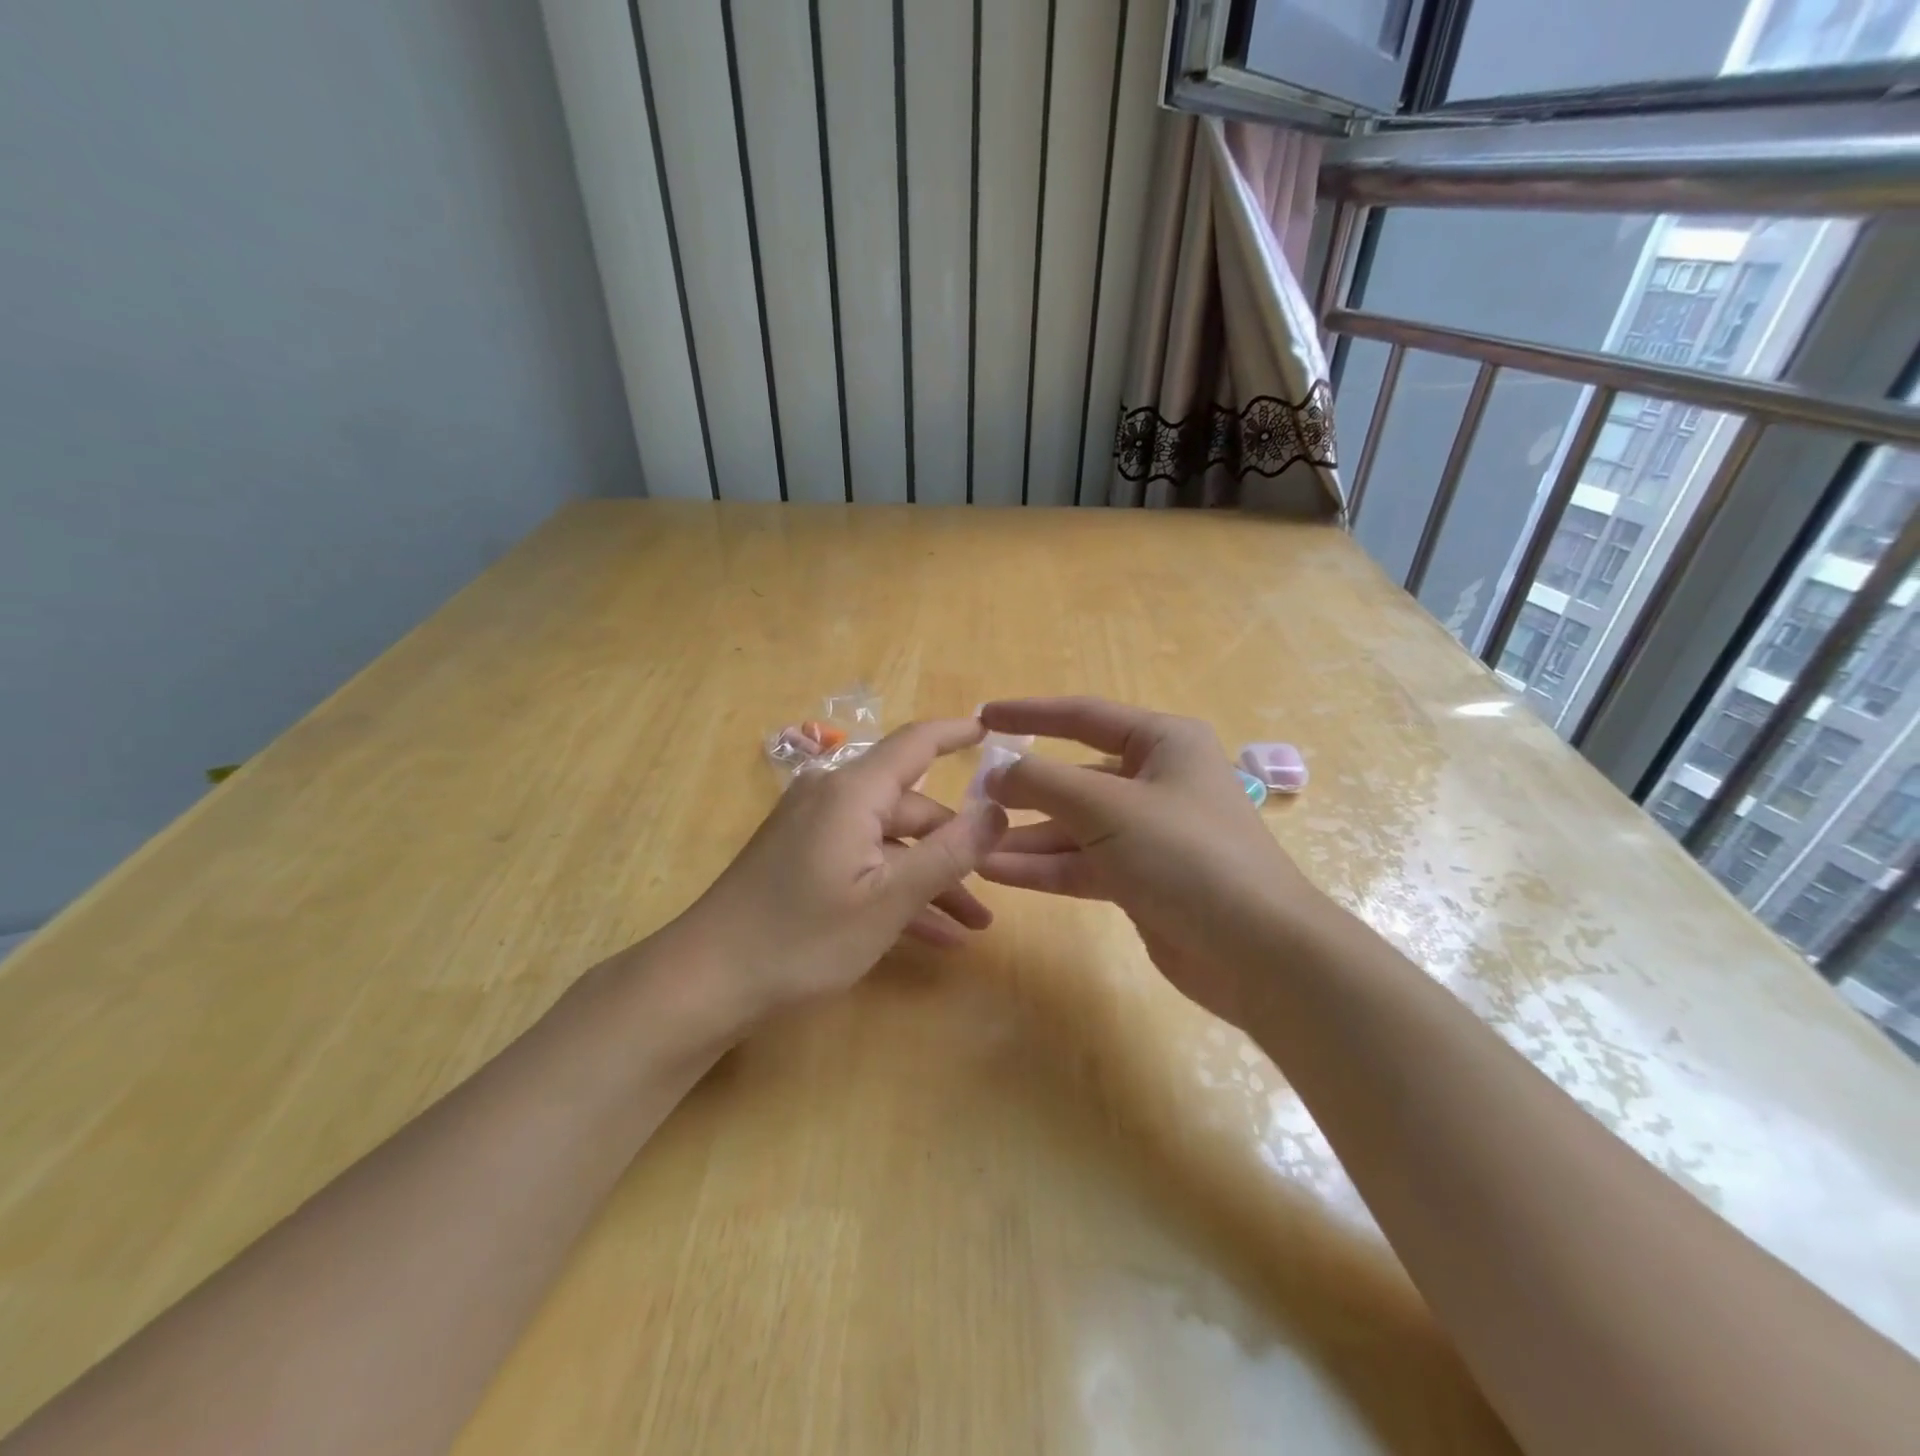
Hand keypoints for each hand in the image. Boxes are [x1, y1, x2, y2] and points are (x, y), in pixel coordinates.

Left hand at [675, 717, 1008, 1019]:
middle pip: (910, 806)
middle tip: (996, 886)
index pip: (916, 742)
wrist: (707, 979)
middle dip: (955, 846)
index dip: (956, 733)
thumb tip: (997, 810)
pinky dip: (896, 889)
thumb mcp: (888, 901)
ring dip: (931, 878)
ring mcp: (814, 829)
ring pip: (890, 842)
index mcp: (852, 792)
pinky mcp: (802, 857)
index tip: (992, 730)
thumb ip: (949, 853)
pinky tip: (935, 936)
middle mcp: (832, 798)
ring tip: (973, 924)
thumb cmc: (803, 937)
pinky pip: (863, 862)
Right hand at [976, 697, 1318, 1024]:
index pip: (1084, 716)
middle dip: (1026, 789)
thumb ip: (1044, 783)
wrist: (1257, 951)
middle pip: (1076, 776)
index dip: (1030, 714)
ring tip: (972, 844)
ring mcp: (1149, 833)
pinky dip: (1045, 867)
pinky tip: (998, 872)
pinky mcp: (1142, 879)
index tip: (983, 717)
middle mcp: (1156, 780)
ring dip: (1027, 836)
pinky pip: (1083, 863)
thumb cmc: (1186, 854)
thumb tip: (996, 773)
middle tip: (972, 798)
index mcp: (1163, 743)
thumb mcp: (1108, 806)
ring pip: (1075, 826)